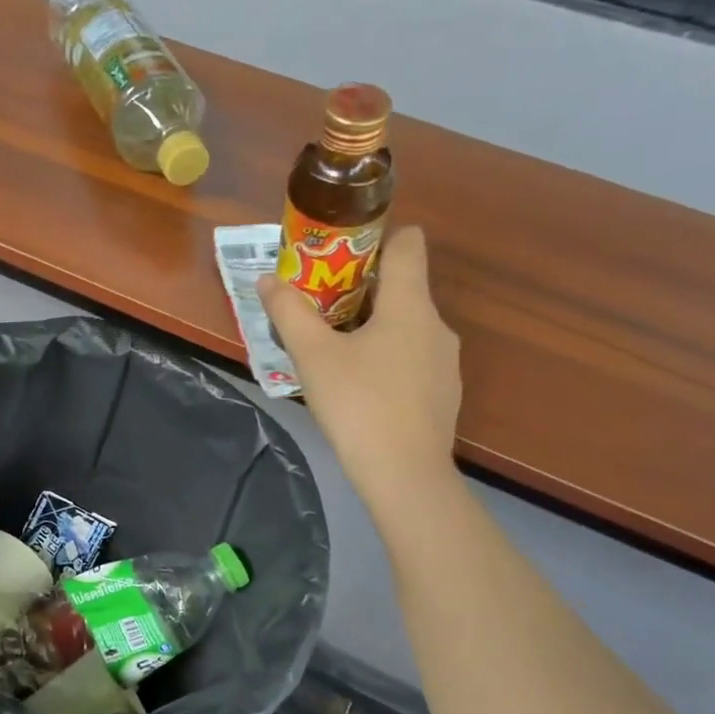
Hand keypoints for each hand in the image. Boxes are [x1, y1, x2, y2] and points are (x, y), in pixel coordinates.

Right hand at [257, 225, 462, 511]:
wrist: (405, 475)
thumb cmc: (358, 405)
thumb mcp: (312, 357)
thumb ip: (289, 313)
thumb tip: (269, 280)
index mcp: (410, 305)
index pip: (408, 244)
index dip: (378, 238)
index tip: (342, 256)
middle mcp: (436, 325)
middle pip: (403, 288)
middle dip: (361, 291)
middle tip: (320, 311)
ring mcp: (445, 362)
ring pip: (407, 328)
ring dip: (374, 330)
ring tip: (335, 355)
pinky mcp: (442, 394)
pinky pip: (413, 360)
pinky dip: (388, 362)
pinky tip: (361, 391)